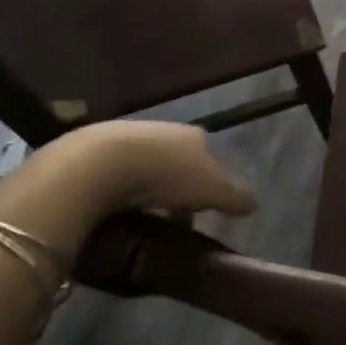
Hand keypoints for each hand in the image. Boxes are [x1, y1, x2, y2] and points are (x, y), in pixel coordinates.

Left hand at [57, 121, 257, 217]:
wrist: (99, 165)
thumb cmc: (166, 175)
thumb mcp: (212, 190)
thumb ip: (235, 196)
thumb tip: (254, 204)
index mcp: (193, 135)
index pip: (209, 155)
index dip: (210, 181)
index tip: (205, 206)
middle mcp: (163, 129)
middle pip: (176, 159)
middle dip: (177, 185)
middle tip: (174, 215)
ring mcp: (126, 136)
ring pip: (144, 163)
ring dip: (145, 186)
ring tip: (142, 215)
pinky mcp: (91, 150)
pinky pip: (112, 172)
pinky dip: (117, 188)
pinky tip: (113, 207)